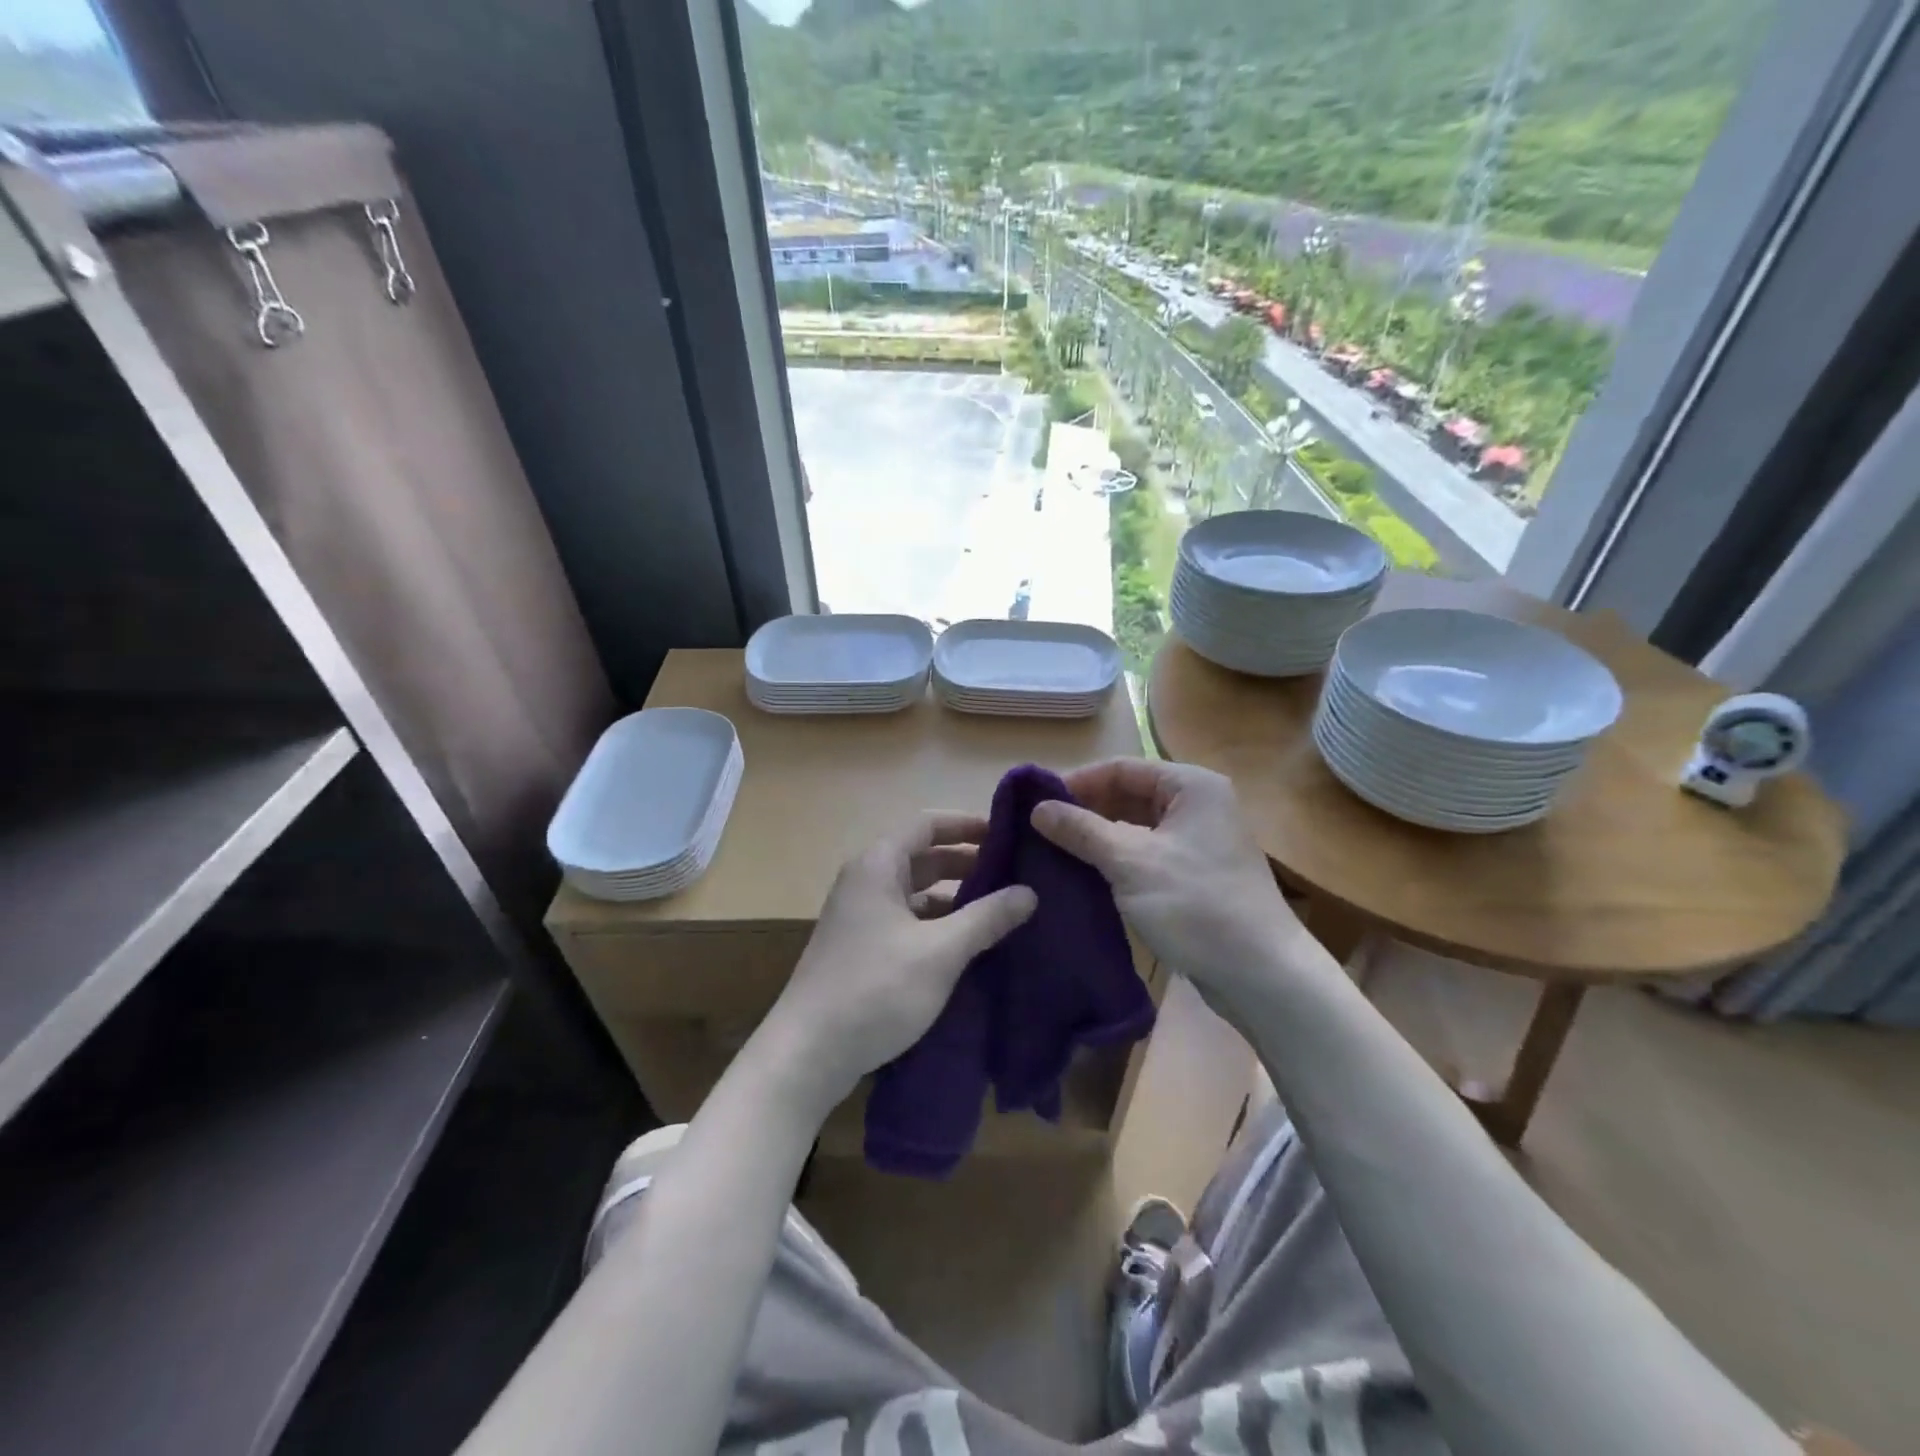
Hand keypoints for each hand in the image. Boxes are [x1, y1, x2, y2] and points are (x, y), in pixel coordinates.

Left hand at [756, 813, 1036, 1116]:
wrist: (807, 1053)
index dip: (967, 825)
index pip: (927, 824)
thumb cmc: (875, 989)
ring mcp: (861, 916)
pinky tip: (968, 945)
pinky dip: (938, 925)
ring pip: (916, 893)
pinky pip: (907, 921)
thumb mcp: (940, 952)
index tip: (1007, 835)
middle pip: (923, 857)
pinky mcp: (862, 948)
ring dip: (955, 898)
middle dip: (967, 864)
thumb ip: (986, 918)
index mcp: (878, 866)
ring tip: (1001, 911)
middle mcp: (866, 881)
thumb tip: (1029, 892)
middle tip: (1015, 876)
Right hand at [1031, 759, 1309, 1015]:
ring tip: (1052, 851)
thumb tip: (1037, 809)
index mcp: (1191, 786)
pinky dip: (1114, 860)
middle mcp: (1196, 805)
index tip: (1035, 802)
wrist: (1261, 974)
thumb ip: (1082, 830)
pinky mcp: (1192, 875)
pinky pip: (1144, 854)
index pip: (1121, 768)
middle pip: (1127, 795)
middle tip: (1039, 830)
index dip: (1077, 782)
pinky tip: (1082, 875)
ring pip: (1134, 827)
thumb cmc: (1196, 905)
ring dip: (1096, 837)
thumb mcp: (1131, 862)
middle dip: (1084, 810)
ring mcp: (1196, 842)